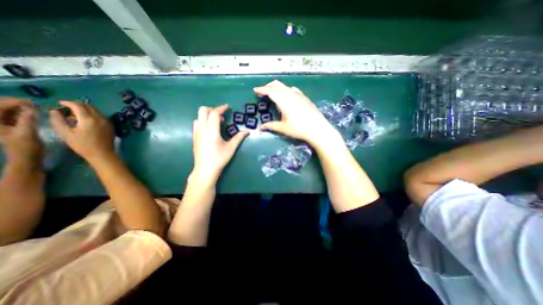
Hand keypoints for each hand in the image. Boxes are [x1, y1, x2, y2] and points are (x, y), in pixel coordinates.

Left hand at [0, 97, 40, 163]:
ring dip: (20, 107)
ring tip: (35, 108)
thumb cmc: (26, 147)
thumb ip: (28, 119)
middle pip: (1, 107)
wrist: (27, 158)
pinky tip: (32, 113)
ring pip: (6, 110)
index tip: (32, 102)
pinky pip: (12, 115)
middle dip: (16, 103)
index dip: (13, 102)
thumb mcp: (27, 133)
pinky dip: (22, 112)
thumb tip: (32, 107)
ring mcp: (0, 124)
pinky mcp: (8, 126)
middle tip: (35, 104)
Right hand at [51, 101, 113, 163]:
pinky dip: (93, 114)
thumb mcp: (65, 133)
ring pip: (96, 111)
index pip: (78, 106)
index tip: (60, 103)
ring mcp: (107, 122)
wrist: (102, 153)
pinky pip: (101, 116)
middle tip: (67, 108)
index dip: (68, 103)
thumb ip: (58, 120)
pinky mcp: (111, 126)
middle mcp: (100, 118)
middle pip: (89, 106)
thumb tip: (54, 111)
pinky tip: (86, 120)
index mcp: (89, 119)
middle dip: (77, 105)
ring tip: (75, 115)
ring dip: (86, 109)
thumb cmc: (83, 145)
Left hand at [192, 104, 248, 182]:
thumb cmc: (219, 158)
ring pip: (198, 116)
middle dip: (212, 109)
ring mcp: (196, 132)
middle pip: (203, 110)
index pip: (214, 113)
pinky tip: (210, 130)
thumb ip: (239, 137)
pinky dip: (203, 121)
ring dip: (207, 115)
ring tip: (216, 123)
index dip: (221, 108)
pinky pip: (197, 123)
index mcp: (211, 130)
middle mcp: (202, 128)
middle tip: (221, 116)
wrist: (205, 169)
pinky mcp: (194, 137)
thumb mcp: (231, 147)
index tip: (228, 107)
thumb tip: (247, 131)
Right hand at [253, 79, 338, 147]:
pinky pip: (293, 90)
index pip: (270, 91)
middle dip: (268, 86)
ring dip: (277, 88)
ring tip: (273, 94)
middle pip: (277, 85)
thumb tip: (260, 128)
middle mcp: (290, 94)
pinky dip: (286, 90)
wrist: (317, 128)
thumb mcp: (283, 128)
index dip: (261, 89)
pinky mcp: (304, 97)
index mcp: (283, 100)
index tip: (255, 90)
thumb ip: (271, 126)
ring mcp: (299, 95)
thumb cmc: (299, 128)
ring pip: (285, 86)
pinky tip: (287, 96)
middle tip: (262, 92)